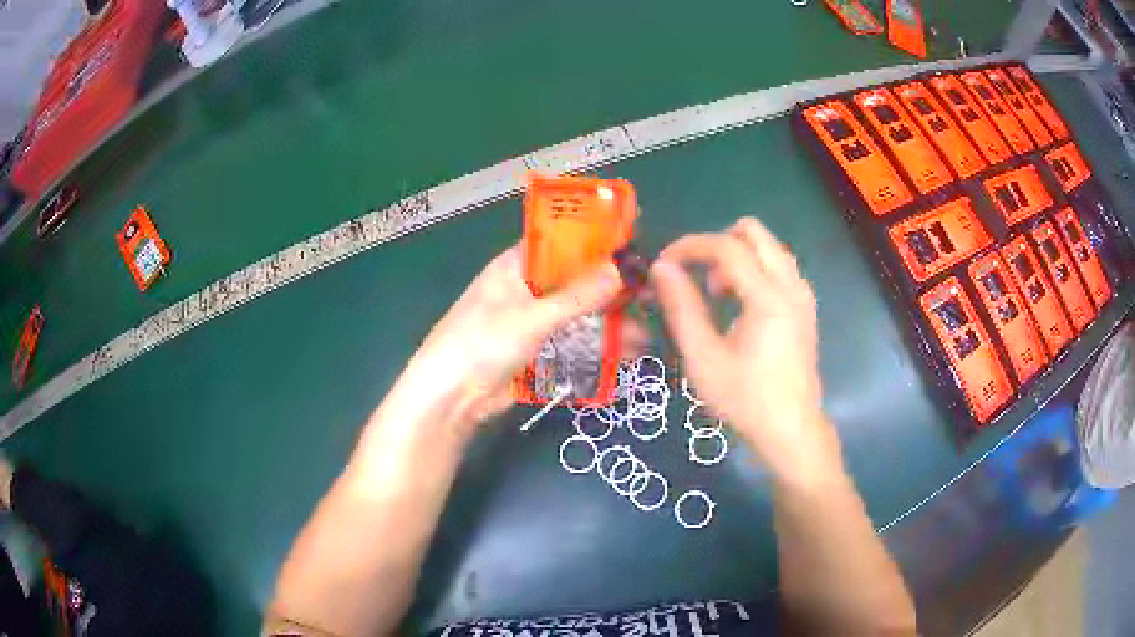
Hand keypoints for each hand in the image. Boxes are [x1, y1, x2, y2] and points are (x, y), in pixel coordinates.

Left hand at [389, 244, 624, 431]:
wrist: (450, 399)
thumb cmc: (482, 344)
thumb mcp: (532, 316)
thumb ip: (577, 296)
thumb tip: (621, 269)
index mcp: (516, 266)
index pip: (561, 241)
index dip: (596, 240)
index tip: (634, 245)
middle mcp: (526, 288)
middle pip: (575, 280)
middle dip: (610, 288)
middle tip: (650, 295)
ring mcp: (532, 322)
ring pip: (577, 314)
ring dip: (608, 321)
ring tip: (647, 332)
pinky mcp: (536, 352)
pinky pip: (572, 342)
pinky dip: (596, 346)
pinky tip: (625, 354)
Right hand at [650, 218, 841, 480]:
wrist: (791, 429)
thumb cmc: (745, 400)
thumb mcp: (704, 359)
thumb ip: (682, 308)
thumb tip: (662, 268)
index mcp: (768, 298)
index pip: (727, 246)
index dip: (690, 246)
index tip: (664, 264)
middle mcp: (791, 286)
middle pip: (754, 232)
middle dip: (718, 243)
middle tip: (697, 277)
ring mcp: (803, 295)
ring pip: (768, 247)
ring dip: (738, 256)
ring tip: (717, 294)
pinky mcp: (805, 307)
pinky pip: (778, 267)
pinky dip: (754, 270)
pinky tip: (740, 305)